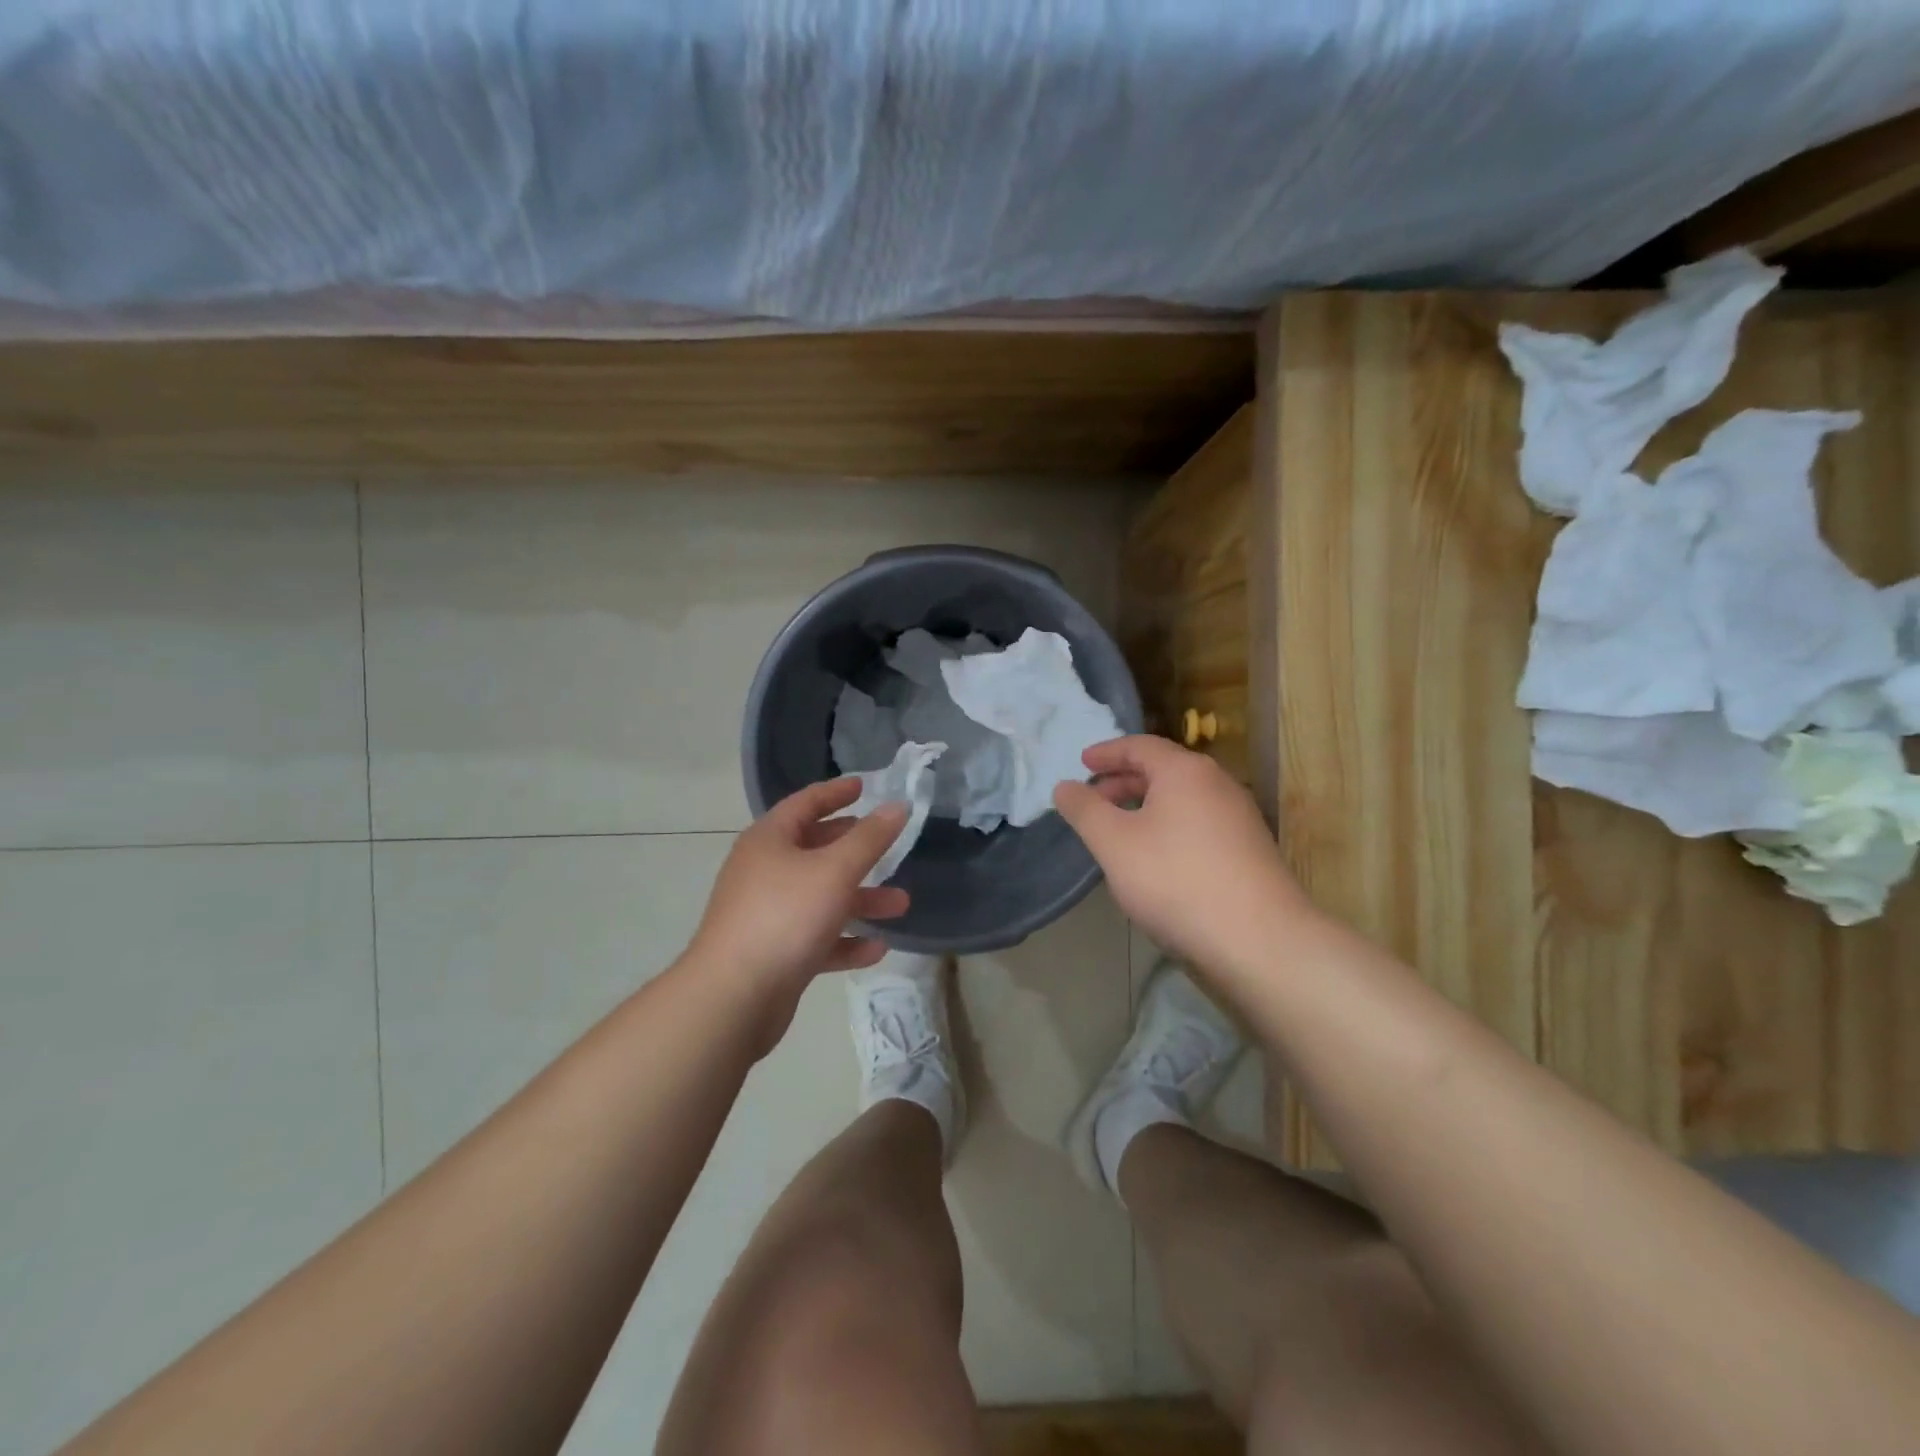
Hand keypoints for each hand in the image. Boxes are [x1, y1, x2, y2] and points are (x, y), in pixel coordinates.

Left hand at [684, 779, 909, 1047]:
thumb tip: (897, 805)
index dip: (836, 792)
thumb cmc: (785, 917)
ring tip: (900, 905)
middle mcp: (764, 871)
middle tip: (887, 844)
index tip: (865, 785)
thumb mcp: (835, 870)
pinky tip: (875, 949)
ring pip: (821, 897)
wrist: (733, 998)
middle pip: (815, 850)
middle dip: (856, 850)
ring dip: (860, 899)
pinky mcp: (774, 953)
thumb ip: (870, 838)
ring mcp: (767, 913)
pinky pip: (816, 938)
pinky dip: (844, 940)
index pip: (805, 803)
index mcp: (769, 840)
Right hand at [1054, 735, 1309, 982]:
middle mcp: (1217, 784)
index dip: (1107, 752)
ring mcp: (1239, 817)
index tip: (1082, 763)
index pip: (1140, 746)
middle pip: (1163, 770)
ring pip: (1182, 799)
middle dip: (1124, 780)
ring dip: (1146, 806)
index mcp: (1185, 771)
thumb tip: (1064, 786)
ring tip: (1119, 830)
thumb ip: (1084, 810)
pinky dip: (1168, 826)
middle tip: (1094, 799)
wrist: (1259, 940)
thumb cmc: (1176, 880)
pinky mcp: (1249, 850)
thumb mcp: (1114, 843)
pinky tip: (1156, 858)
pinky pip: (1198, 823)